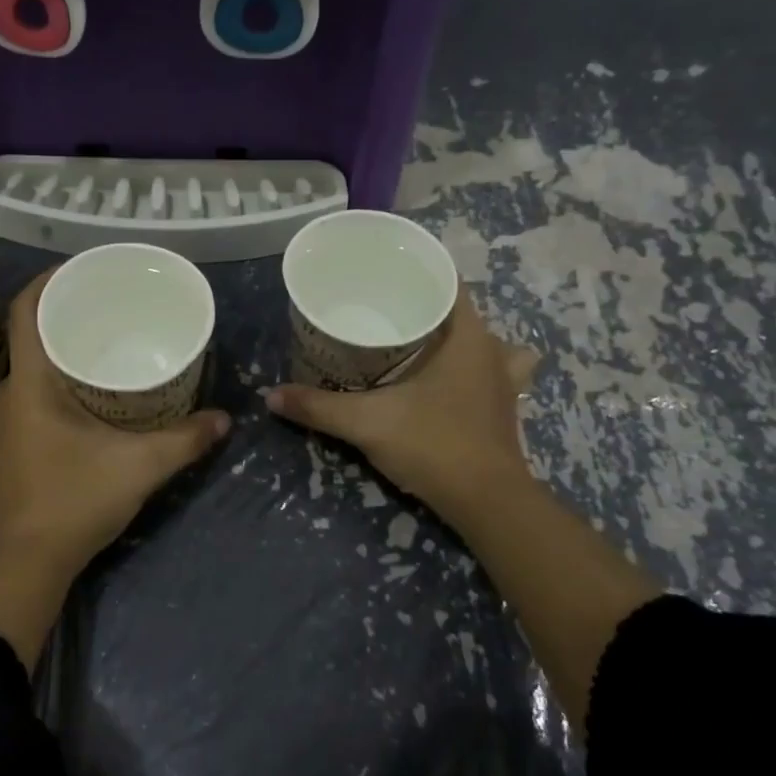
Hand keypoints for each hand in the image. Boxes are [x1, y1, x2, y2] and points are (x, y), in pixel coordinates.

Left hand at [0, 269, 230, 578]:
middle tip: (113, 306)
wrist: (25, 564)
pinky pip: (33, 394)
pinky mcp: (10, 446)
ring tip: (109, 344)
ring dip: (65, 351)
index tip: (84, 268)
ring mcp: (4, 422)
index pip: (26, 310)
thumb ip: (185, 439)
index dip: (50, 279)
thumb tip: (225, 419)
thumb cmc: (74, 501)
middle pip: (32, 335)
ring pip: (33, 368)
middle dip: (69, 315)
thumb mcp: (139, 466)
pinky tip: (94, 393)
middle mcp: (9, 393)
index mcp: (29, 383)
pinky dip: (60, 381)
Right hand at [265, 290, 537, 526]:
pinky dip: (474, 370)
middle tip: (382, 310)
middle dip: (425, 306)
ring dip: (457, 339)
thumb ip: (318, 407)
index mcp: (469, 337)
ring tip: (420, 343)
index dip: (418, 272)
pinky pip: (493, 372)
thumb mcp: (367, 423)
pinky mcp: (504, 409)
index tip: (383, 276)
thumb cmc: (434, 445)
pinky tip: (451, 381)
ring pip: (484, 343)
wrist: (487, 503)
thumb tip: (271, 395)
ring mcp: (504, 381)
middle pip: (461, 311)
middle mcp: (493, 350)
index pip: (449, 282)